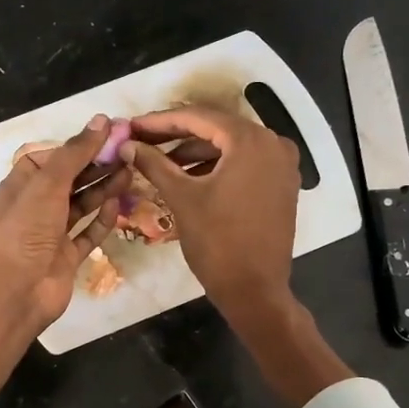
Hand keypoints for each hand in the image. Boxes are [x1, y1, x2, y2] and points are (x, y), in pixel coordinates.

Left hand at [0, 116, 130, 329]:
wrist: (19, 290)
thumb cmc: (27, 229)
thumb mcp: (48, 183)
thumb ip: (75, 152)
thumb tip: (101, 120)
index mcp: (20, 187)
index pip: (49, 158)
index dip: (76, 147)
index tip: (106, 136)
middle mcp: (34, 208)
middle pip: (69, 181)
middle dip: (96, 167)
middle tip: (127, 152)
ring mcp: (51, 234)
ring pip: (81, 205)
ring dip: (103, 189)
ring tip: (130, 172)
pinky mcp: (66, 257)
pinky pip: (87, 233)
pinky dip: (101, 219)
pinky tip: (117, 204)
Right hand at [121, 105, 300, 318]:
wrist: (254, 290)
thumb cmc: (217, 242)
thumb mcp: (182, 198)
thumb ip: (154, 164)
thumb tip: (127, 145)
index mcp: (250, 141)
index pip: (199, 118)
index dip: (160, 121)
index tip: (132, 126)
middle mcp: (273, 143)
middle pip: (216, 129)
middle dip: (177, 135)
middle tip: (142, 140)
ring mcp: (282, 165)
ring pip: (230, 147)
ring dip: (195, 152)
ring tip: (158, 162)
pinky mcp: (282, 185)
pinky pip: (244, 164)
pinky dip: (216, 167)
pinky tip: (187, 176)